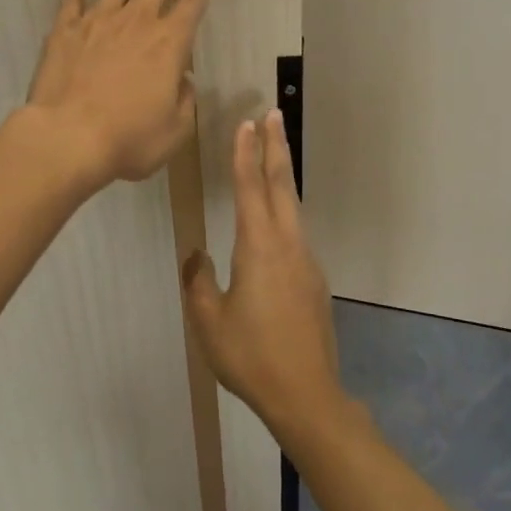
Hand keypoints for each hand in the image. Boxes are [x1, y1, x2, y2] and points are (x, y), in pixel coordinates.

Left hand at [25, 0, 211, 188]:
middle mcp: (137, 23)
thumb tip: (183, 80)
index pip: (191, 6)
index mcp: (169, 45)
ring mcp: (98, 22)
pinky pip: (72, 1)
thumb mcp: (173, 131)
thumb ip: (184, 102)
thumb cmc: (128, 139)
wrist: (68, 137)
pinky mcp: (66, 30)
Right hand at [183, 112, 345, 438]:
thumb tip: (196, 256)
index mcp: (259, 248)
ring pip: (293, 207)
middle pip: (282, 185)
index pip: (250, 189)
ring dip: (282, 175)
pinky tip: (275, 220)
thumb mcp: (209, 322)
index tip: (246, 123)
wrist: (307, 396)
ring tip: (274, 153)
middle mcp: (287, 245)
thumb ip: (199, 283)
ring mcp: (305, 262)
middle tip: (273, 114)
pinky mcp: (313, 281)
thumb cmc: (251, 357)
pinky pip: (296, 233)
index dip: (245, 154)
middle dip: (276, 147)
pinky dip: (285, 209)